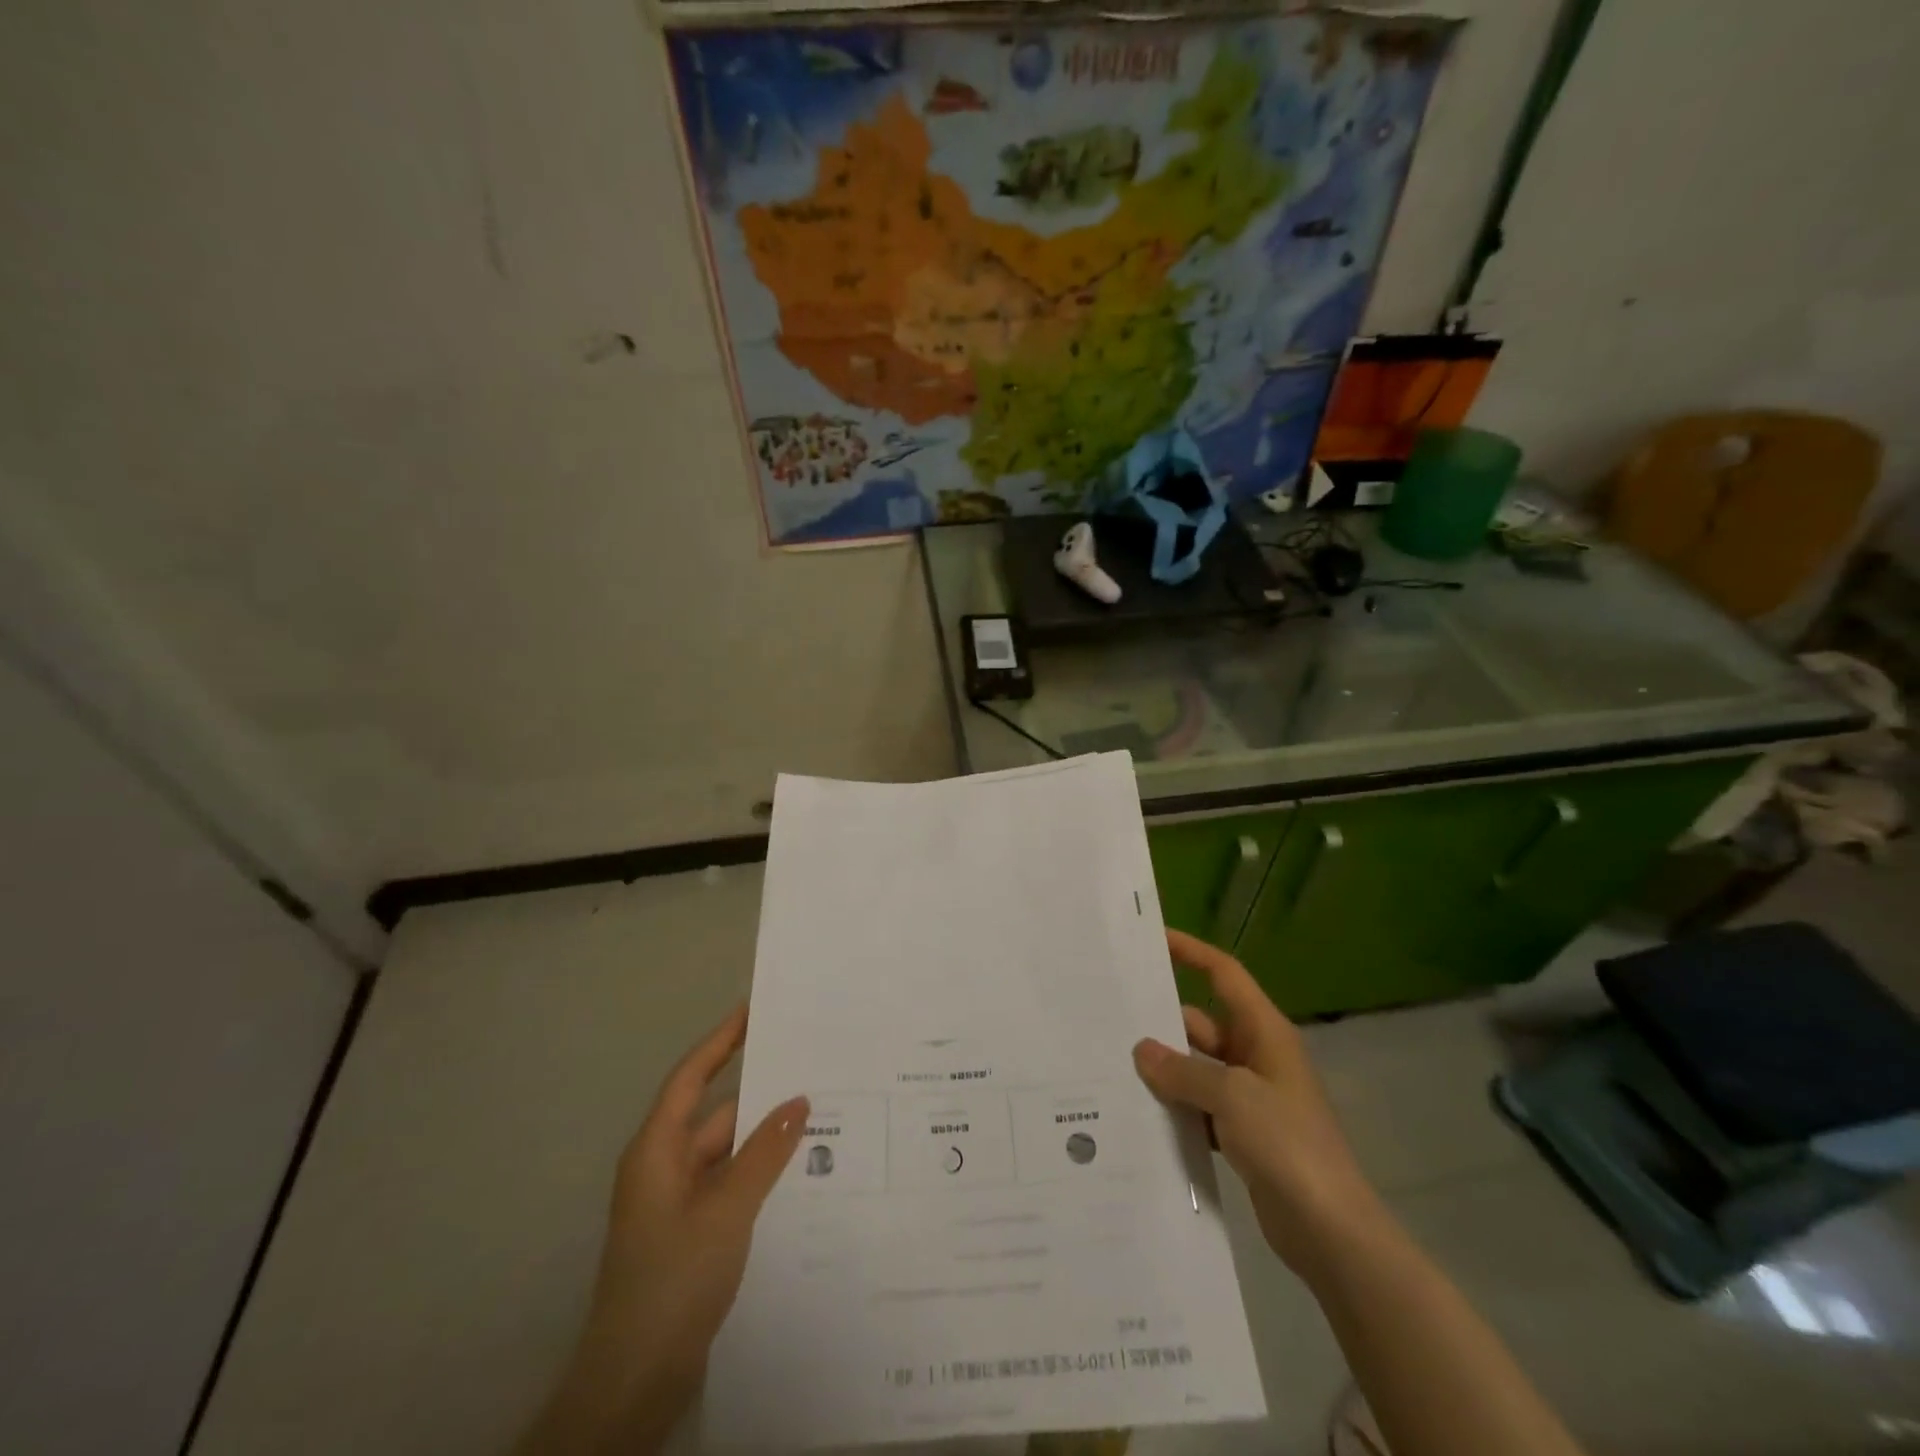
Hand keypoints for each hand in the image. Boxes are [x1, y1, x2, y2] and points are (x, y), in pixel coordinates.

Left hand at [515, 1006, 806, 1455]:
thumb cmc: (672, 1280)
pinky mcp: (693, 1233)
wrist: (634, 1382)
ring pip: (729, 1152)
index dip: (720, 1041)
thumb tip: (799, 1100)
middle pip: (716, 1113)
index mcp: (657, 1150)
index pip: (691, 1077)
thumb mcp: (726, 1210)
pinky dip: (762, 1173)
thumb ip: (765, 1153)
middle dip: (761, 1092)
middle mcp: (665, 1167)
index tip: (753, 1010)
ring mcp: (678, 1203)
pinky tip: (803, 1171)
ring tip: (822, 1114)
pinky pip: (732, 1184)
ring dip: (766, 1137)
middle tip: (811, 1066)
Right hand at [1133, 930, 1381, 1273]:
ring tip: (1112, 1064)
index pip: (1224, 974)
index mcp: (1264, 1032)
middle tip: (1111, 1016)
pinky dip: (1175, 1107)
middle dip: (1162, 1021)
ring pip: (1196, 1068)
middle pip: (1201, 1023)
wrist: (1332, 1232)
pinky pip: (1199, 1106)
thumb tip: (1142, 1050)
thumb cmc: (1288, 1145)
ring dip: (1165, 1069)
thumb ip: (1183, 1071)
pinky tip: (1138, 1112)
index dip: (1191, 952)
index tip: (1153, 939)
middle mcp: (1256, 1056)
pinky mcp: (1242, 1134)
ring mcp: (1250, 1097)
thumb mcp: (1232, 1097)